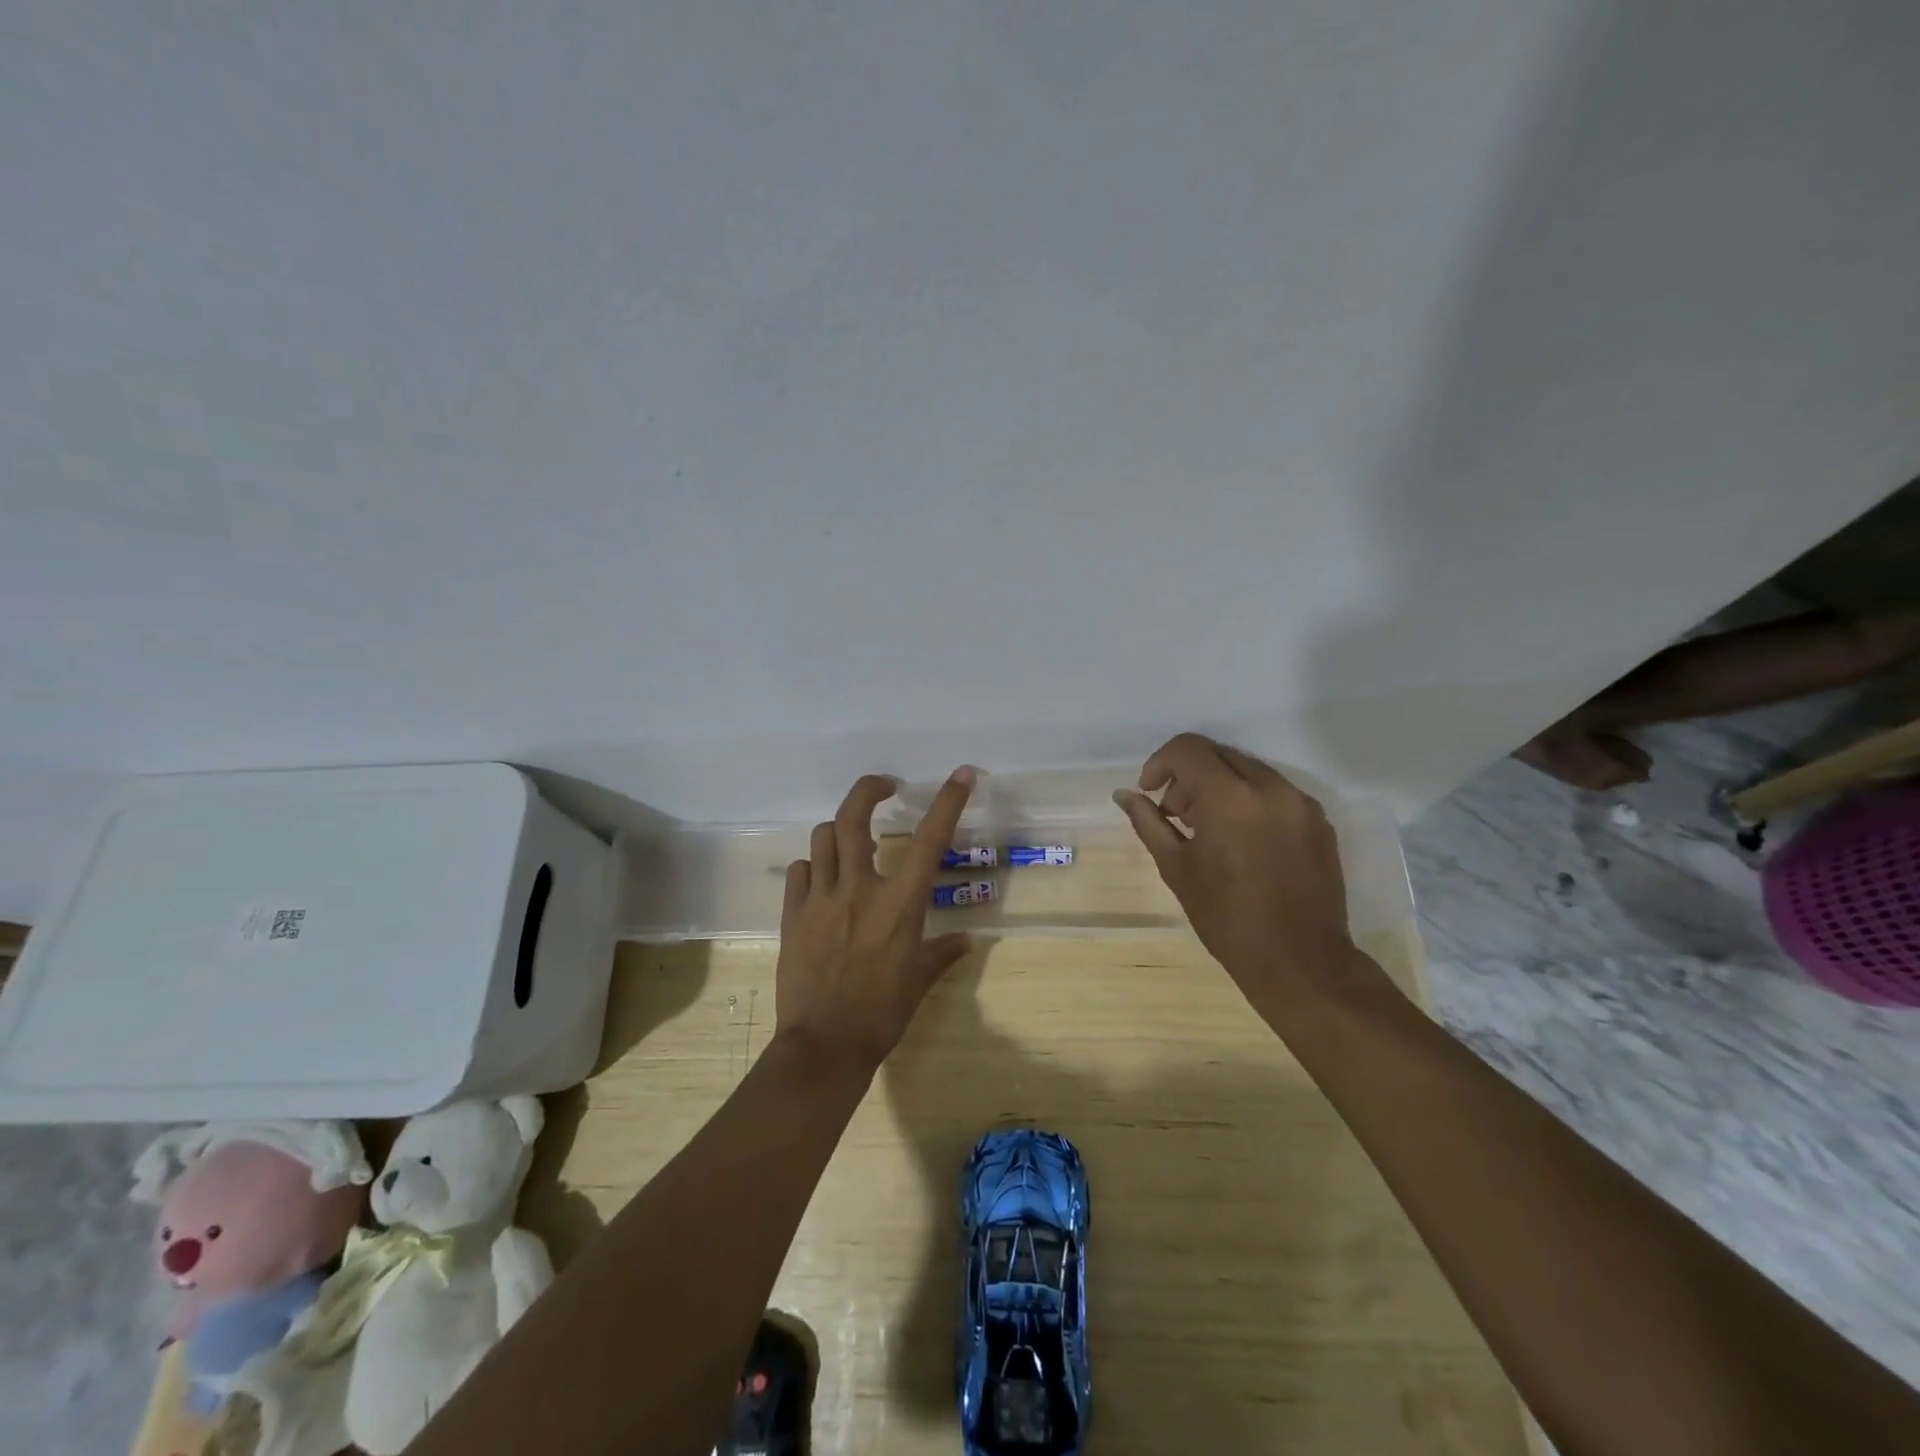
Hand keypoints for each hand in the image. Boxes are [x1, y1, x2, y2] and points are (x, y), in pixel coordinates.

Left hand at [774, 767, 977, 1073]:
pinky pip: (800, 871)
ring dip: (840, 830)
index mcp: (899, 903)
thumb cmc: (881, 1013)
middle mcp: (859, 889)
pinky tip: (822, 880)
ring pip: (823, 837)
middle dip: (868, 789)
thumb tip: (966, 940)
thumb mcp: (919, 981)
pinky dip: (814, 866)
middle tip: (884, 787)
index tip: (962, 774)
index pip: (929, 840)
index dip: (948, 801)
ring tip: (853, 842)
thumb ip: (942, 953)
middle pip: (854, 817)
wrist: (824, 1045)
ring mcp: (820, 898)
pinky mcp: (793, 915)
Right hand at [1114, 734, 1389, 1016]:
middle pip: (1219, 755)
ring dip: (1219, 786)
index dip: (1160, 762)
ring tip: (1208, 830)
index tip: (1150, 791)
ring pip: (1249, 770)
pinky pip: (1275, 792)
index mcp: (1231, 797)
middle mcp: (1270, 788)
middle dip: (1189, 775)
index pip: (1189, 749)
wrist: (1299, 961)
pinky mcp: (1319, 821)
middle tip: (1176, 814)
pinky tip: (1241, 841)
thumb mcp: (1176, 868)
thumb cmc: (1226, 918)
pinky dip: (1249, 801)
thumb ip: (1148, 822)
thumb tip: (1124, 795)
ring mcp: (1300, 803)